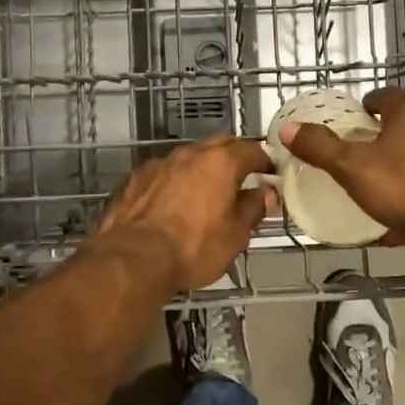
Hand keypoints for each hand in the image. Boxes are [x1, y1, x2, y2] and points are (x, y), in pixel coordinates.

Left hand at [95, 135, 276, 293]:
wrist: (133, 259)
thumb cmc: (193, 248)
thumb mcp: (235, 235)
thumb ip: (252, 209)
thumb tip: (266, 194)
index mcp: (220, 162)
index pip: (251, 150)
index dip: (265, 161)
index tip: (271, 173)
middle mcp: (189, 154)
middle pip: (218, 144)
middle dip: (233, 156)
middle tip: (242, 177)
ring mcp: (158, 164)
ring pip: (188, 158)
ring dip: (200, 169)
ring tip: (206, 192)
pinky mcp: (134, 179)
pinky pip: (163, 173)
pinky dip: (174, 182)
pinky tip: (173, 202)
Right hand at [281, 87, 404, 243]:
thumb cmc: (403, 186)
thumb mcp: (352, 167)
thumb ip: (321, 147)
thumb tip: (288, 128)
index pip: (388, 96)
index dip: (369, 103)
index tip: (356, 117)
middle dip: (385, 136)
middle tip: (361, 152)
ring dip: (402, 164)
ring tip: (380, 185)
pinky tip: (402, 217)